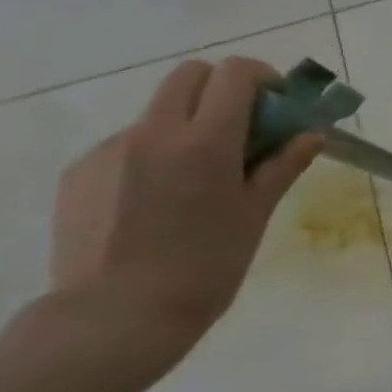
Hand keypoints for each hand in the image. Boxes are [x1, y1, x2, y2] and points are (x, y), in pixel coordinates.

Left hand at [49, 58, 320, 368]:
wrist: (116, 316)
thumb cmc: (206, 266)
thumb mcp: (256, 214)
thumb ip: (283, 165)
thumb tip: (311, 135)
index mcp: (204, 141)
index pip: (234, 74)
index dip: (262, 77)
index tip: (277, 103)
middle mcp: (153, 132)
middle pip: (189, 75)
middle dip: (223, 88)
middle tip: (245, 127)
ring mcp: (109, 150)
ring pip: (158, 113)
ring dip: (188, 125)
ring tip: (199, 179)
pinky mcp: (80, 173)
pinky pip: (127, 146)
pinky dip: (154, 156)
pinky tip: (159, 202)